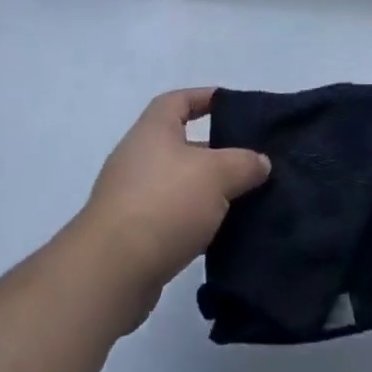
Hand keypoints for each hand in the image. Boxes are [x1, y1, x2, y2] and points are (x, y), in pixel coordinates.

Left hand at [77, 88, 269, 326]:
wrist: (111, 272)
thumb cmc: (165, 203)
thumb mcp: (217, 174)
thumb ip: (244, 163)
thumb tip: (260, 162)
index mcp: (153, 130)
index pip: (179, 100)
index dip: (205, 98)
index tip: (234, 107)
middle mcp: (138, 157)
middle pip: (182, 144)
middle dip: (216, 152)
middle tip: (249, 161)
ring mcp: (131, 197)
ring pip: (179, 184)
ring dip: (207, 191)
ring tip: (243, 199)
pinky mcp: (131, 236)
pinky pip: (170, 217)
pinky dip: (193, 222)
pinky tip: (220, 234)